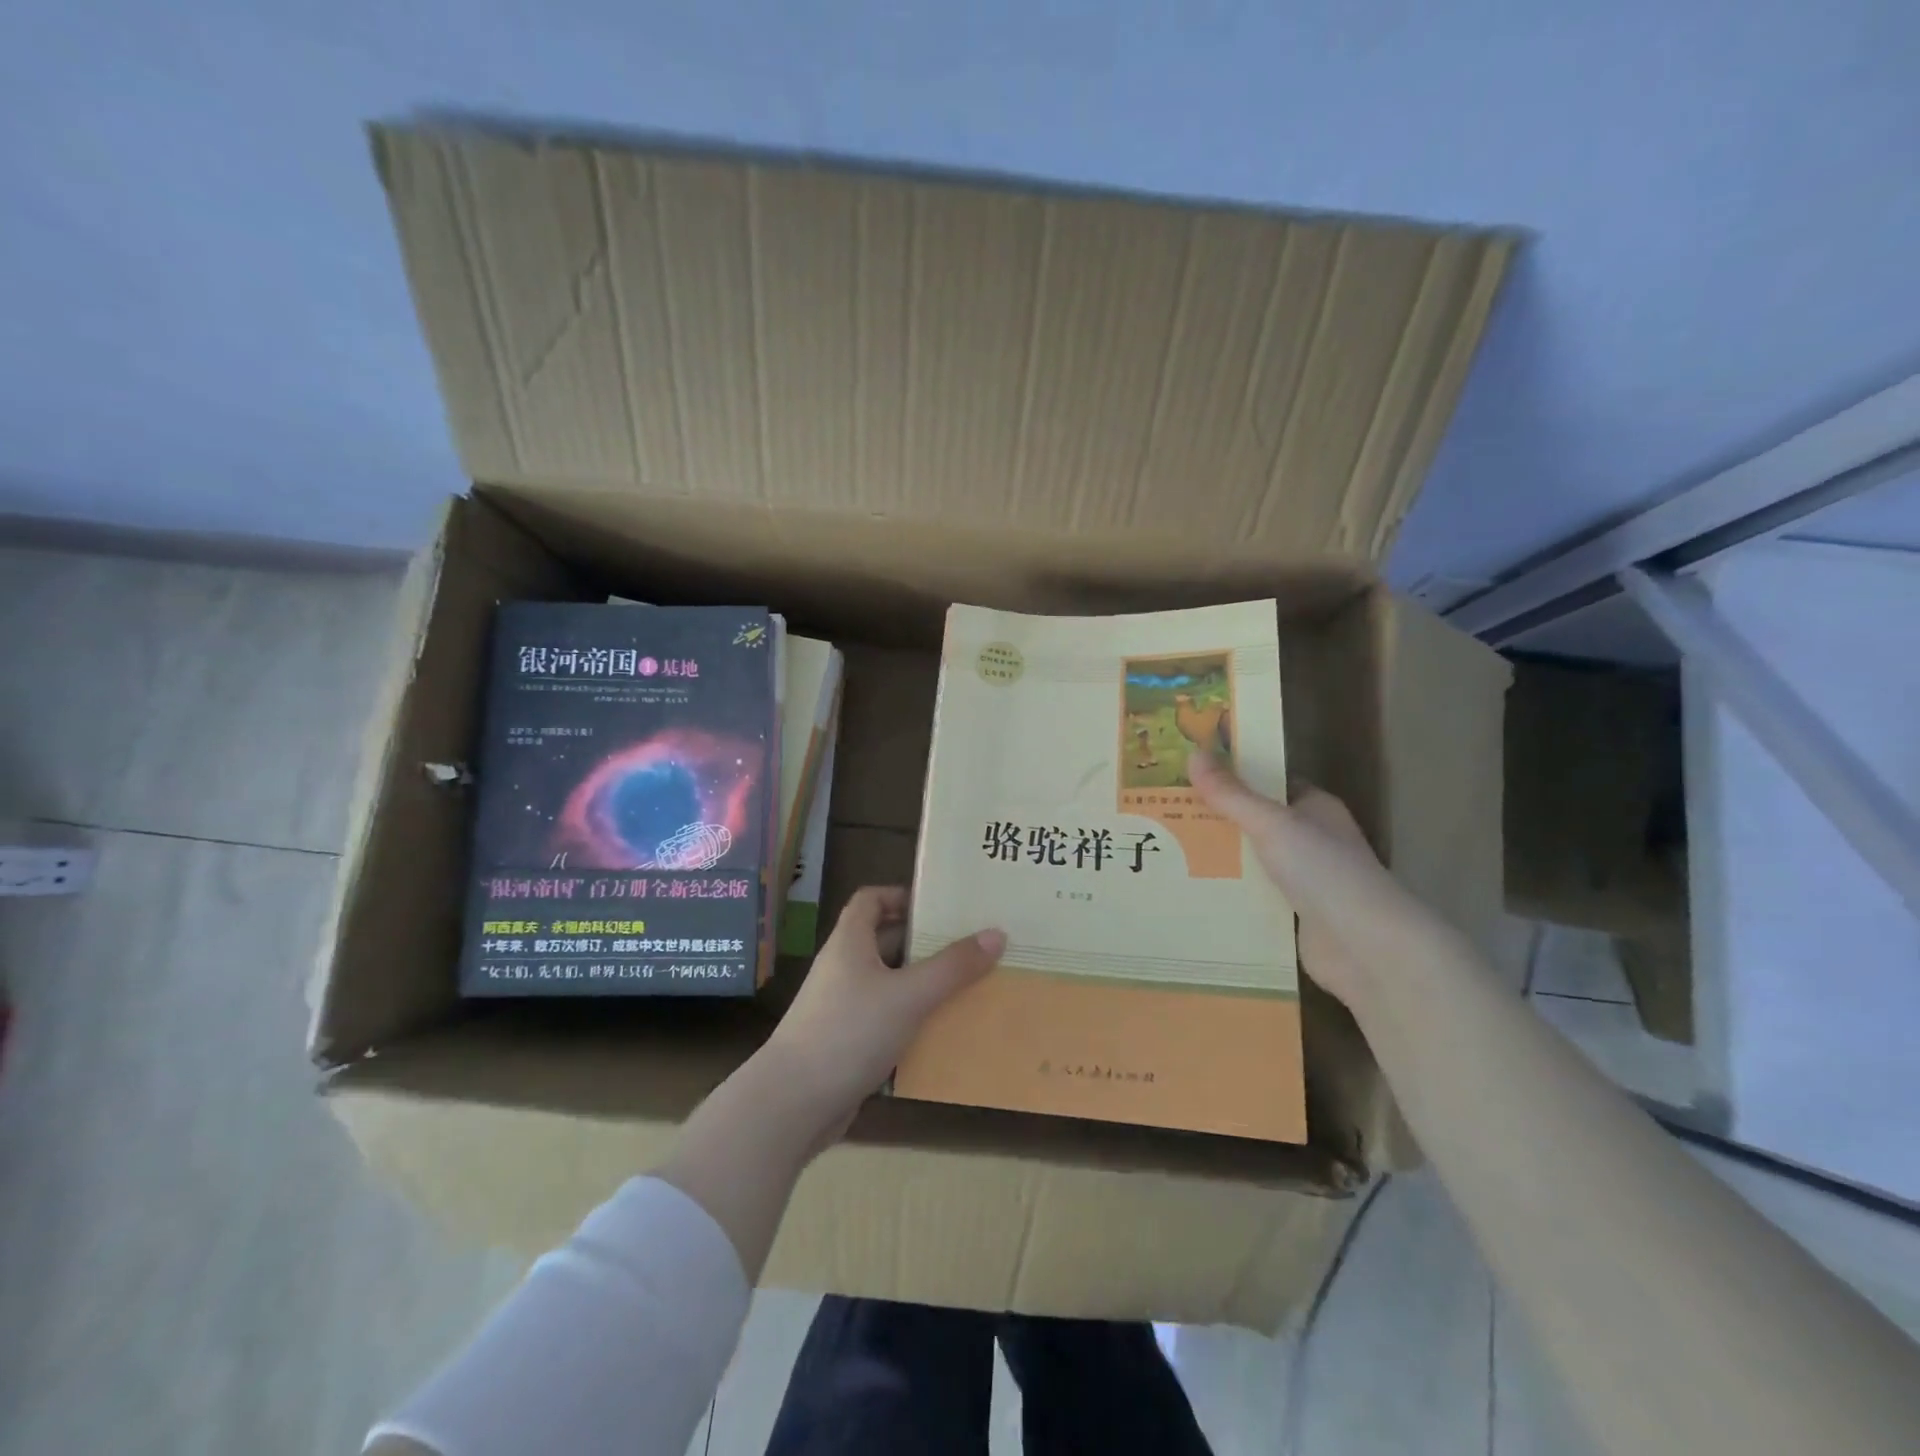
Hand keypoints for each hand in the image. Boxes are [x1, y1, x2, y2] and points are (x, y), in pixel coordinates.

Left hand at [764, 886, 1004, 1132]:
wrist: (793, 1103)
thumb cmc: (849, 1032)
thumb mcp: (909, 995)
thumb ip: (953, 966)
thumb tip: (996, 934)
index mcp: (850, 942)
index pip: (871, 899)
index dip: (901, 896)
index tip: (940, 907)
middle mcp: (844, 968)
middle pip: (885, 941)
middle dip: (925, 943)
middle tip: (970, 948)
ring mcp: (843, 1007)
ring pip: (889, 984)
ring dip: (923, 985)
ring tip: (968, 988)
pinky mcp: (847, 1043)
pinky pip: (886, 1020)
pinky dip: (912, 1021)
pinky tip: (943, 1033)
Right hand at [1189, 751, 1414, 1011]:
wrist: (1365, 947)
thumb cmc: (1324, 871)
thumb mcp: (1271, 824)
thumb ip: (1231, 794)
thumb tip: (1193, 753)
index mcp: (1314, 808)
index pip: (1269, 782)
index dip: (1233, 775)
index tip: (1189, 773)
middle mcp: (1310, 839)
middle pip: (1254, 821)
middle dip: (1215, 818)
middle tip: (1165, 809)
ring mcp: (1303, 879)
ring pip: (1250, 860)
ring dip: (1217, 857)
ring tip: (1166, 847)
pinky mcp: (1292, 915)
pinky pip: (1251, 895)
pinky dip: (1227, 892)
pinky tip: (1190, 888)